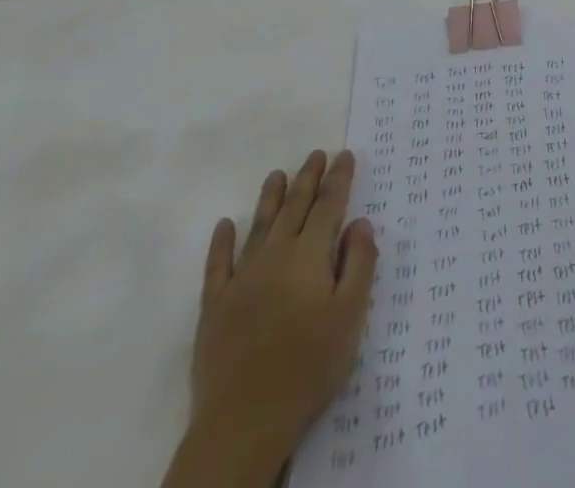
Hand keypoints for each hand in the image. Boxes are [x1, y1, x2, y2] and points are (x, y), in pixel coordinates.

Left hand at [164, 150, 378, 487]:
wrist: (245, 420)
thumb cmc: (309, 366)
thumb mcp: (351, 316)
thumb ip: (359, 264)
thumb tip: (360, 222)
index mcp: (310, 255)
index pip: (329, 205)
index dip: (338, 179)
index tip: (344, 155)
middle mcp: (276, 254)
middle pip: (295, 207)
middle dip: (308, 178)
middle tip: (316, 154)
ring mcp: (242, 278)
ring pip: (259, 226)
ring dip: (270, 198)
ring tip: (277, 175)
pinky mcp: (214, 305)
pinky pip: (218, 264)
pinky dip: (221, 242)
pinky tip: (224, 226)